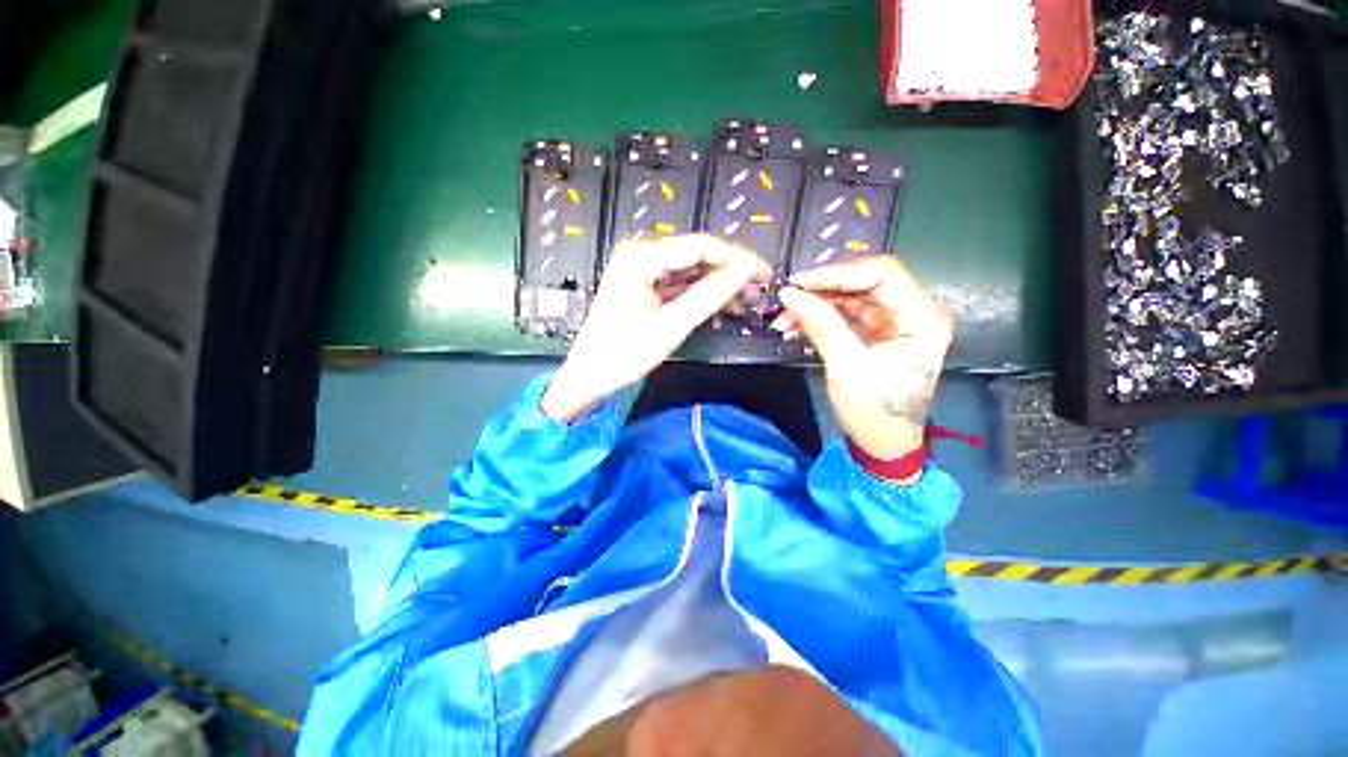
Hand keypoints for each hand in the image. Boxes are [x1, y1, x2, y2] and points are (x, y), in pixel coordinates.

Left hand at [541, 235, 770, 421]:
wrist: (589, 378)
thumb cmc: (624, 354)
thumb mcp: (671, 326)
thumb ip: (710, 295)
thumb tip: (747, 271)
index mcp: (641, 256)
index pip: (701, 246)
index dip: (737, 259)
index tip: (765, 275)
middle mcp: (640, 253)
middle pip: (696, 255)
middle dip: (729, 272)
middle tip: (758, 290)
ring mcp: (640, 269)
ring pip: (690, 270)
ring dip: (717, 284)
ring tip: (744, 302)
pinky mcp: (643, 286)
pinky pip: (678, 283)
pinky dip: (699, 294)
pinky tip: (719, 305)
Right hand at [773, 256, 952, 465]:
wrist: (883, 444)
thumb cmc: (874, 411)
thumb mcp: (846, 366)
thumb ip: (820, 324)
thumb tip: (789, 293)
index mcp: (922, 318)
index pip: (881, 275)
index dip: (837, 274)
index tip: (798, 283)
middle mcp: (913, 312)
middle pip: (864, 283)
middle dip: (822, 290)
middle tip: (787, 299)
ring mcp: (893, 323)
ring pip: (849, 298)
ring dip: (815, 305)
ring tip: (783, 319)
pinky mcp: (875, 334)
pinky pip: (844, 315)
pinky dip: (819, 318)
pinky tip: (794, 327)